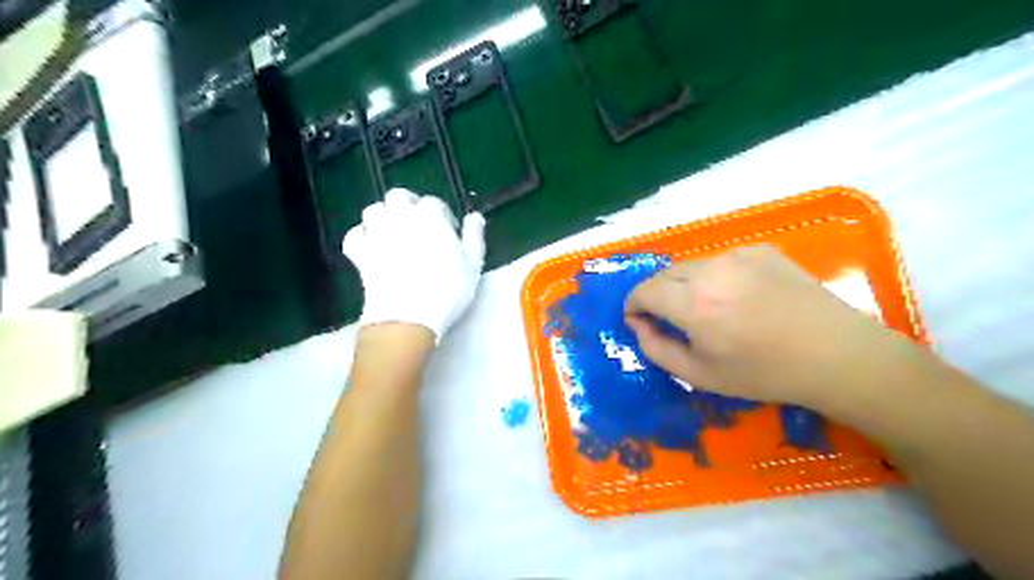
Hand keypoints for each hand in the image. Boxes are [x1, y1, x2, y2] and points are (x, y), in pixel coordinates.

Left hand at [339, 189, 484, 342]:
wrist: (408, 316)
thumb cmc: (447, 290)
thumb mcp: (473, 264)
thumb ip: (474, 236)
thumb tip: (476, 216)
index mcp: (430, 217)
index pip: (434, 202)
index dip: (442, 213)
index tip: (449, 230)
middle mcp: (400, 217)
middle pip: (398, 196)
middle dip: (409, 204)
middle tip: (419, 222)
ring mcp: (376, 234)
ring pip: (374, 210)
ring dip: (384, 216)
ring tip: (395, 231)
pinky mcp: (360, 253)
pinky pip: (355, 235)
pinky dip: (362, 236)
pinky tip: (372, 246)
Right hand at [621, 244, 911, 406]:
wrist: (835, 354)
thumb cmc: (764, 373)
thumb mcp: (699, 375)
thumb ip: (657, 349)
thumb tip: (637, 326)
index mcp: (692, 304)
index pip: (643, 291)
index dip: (632, 304)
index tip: (636, 319)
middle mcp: (709, 271)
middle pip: (664, 275)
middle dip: (655, 294)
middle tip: (667, 317)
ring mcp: (737, 256)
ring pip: (692, 266)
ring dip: (684, 284)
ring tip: (704, 309)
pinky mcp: (760, 250)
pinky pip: (721, 260)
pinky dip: (714, 276)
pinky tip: (736, 297)